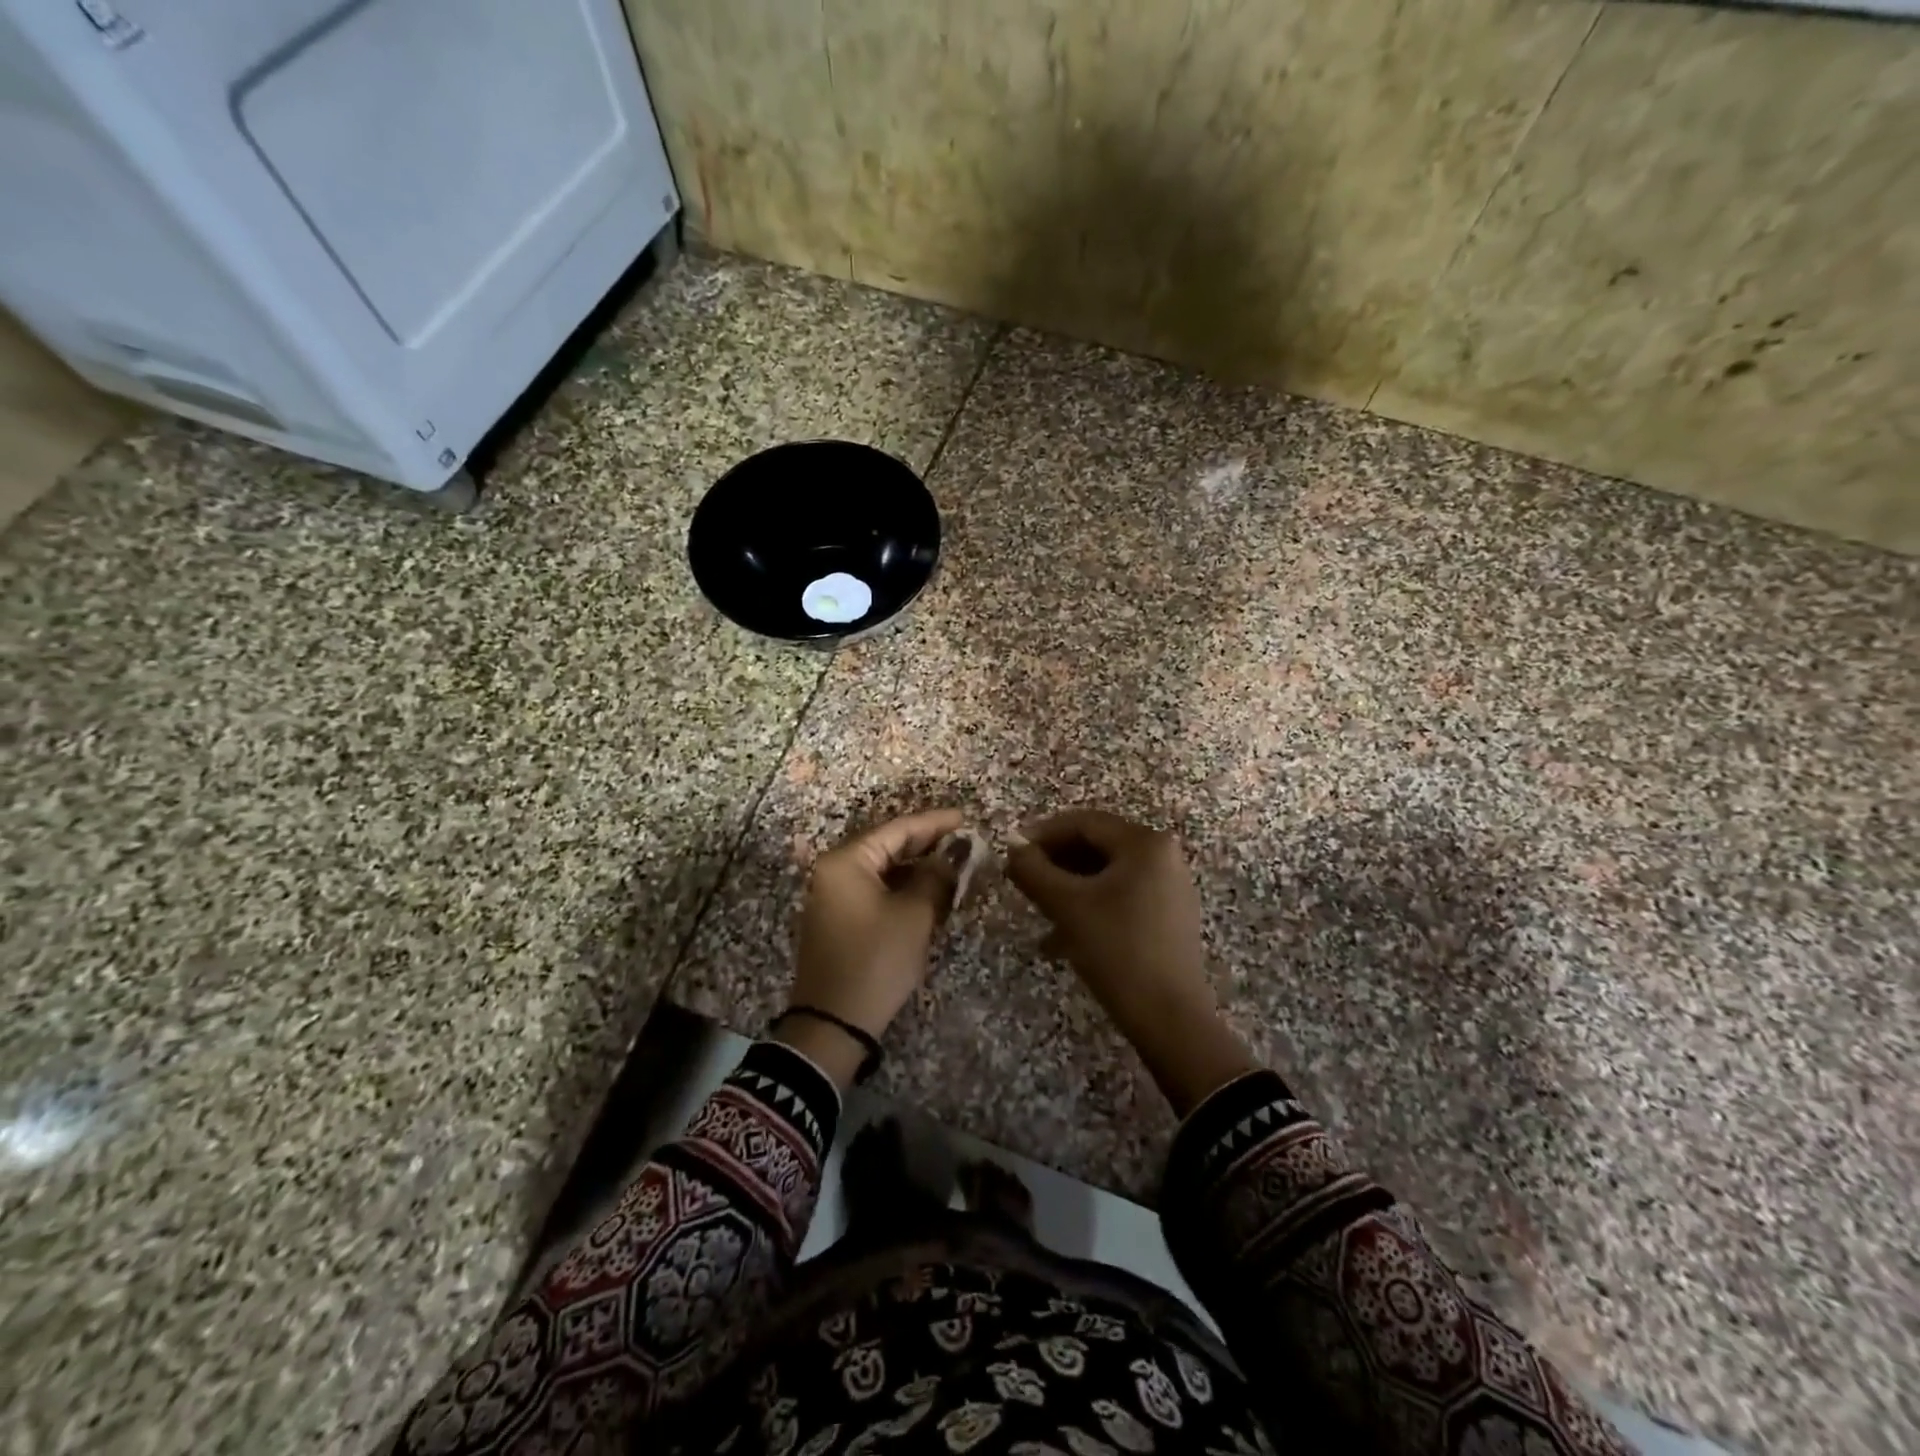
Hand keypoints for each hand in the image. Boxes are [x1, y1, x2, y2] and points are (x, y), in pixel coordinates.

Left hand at [787, 809, 965, 1079]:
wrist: (833, 1024)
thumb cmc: (876, 961)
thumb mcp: (914, 915)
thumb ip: (937, 877)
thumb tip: (956, 853)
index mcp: (846, 861)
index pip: (897, 829)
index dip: (934, 823)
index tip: (966, 819)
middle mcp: (833, 870)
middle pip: (886, 845)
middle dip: (926, 844)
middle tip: (964, 841)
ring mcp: (832, 895)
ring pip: (881, 869)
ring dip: (915, 867)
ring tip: (953, 864)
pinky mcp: (837, 918)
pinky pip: (873, 889)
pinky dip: (901, 886)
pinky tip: (928, 890)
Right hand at [1006, 808, 1255, 1113]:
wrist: (1169, 1017)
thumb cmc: (1116, 950)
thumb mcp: (1066, 906)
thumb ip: (1033, 870)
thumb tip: (1012, 848)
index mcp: (1145, 843)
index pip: (1084, 822)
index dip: (1042, 833)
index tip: (1011, 851)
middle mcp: (1163, 855)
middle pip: (1097, 845)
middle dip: (1055, 861)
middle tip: (1021, 878)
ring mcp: (1169, 886)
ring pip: (1106, 873)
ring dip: (1068, 886)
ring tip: (1038, 908)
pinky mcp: (1168, 915)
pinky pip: (1121, 895)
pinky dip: (1090, 904)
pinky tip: (1063, 933)